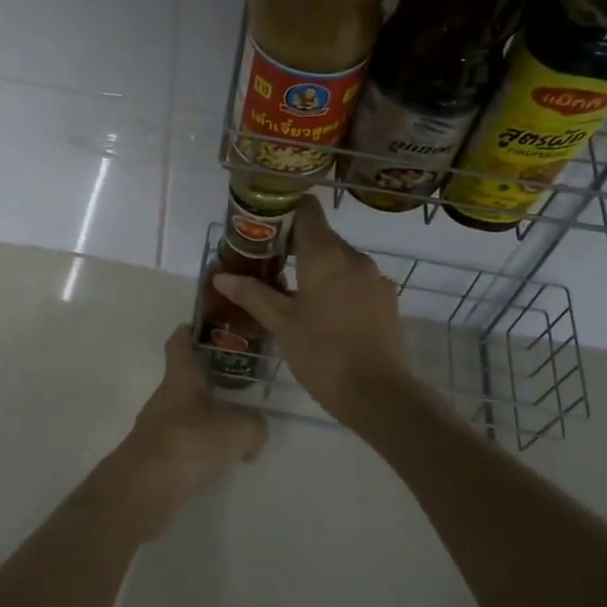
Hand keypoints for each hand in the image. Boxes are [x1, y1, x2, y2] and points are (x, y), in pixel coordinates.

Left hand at [102, 326, 267, 539]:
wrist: (145, 487)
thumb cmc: (189, 442)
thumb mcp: (238, 430)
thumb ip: (255, 425)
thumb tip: (255, 431)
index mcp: (180, 378)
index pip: (179, 343)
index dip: (189, 332)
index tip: (205, 328)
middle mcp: (164, 397)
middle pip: (185, 379)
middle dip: (209, 379)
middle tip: (239, 382)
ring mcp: (156, 426)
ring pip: (184, 411)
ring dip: (206, 414)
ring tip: (236, 424)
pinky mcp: (155, 455)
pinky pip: (182, 440)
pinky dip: (199, 444)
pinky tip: (219, 458)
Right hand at [212, 195, 411, 425]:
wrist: (380, 395)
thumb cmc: (323, 355)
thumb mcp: (281, 324)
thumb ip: (252, 294)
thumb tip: (220, 276)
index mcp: (325, 255)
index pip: (306, 210)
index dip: (284, 212)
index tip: (263, 228)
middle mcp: (354, 257)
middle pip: (321, 236)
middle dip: (294, 245)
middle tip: (268, 266)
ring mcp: (374, 277)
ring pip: (339, 259)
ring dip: (316, 268)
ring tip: (293, 293)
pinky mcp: (387, 299)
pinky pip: (356, 279)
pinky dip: (337, 285)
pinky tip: (324, 313)